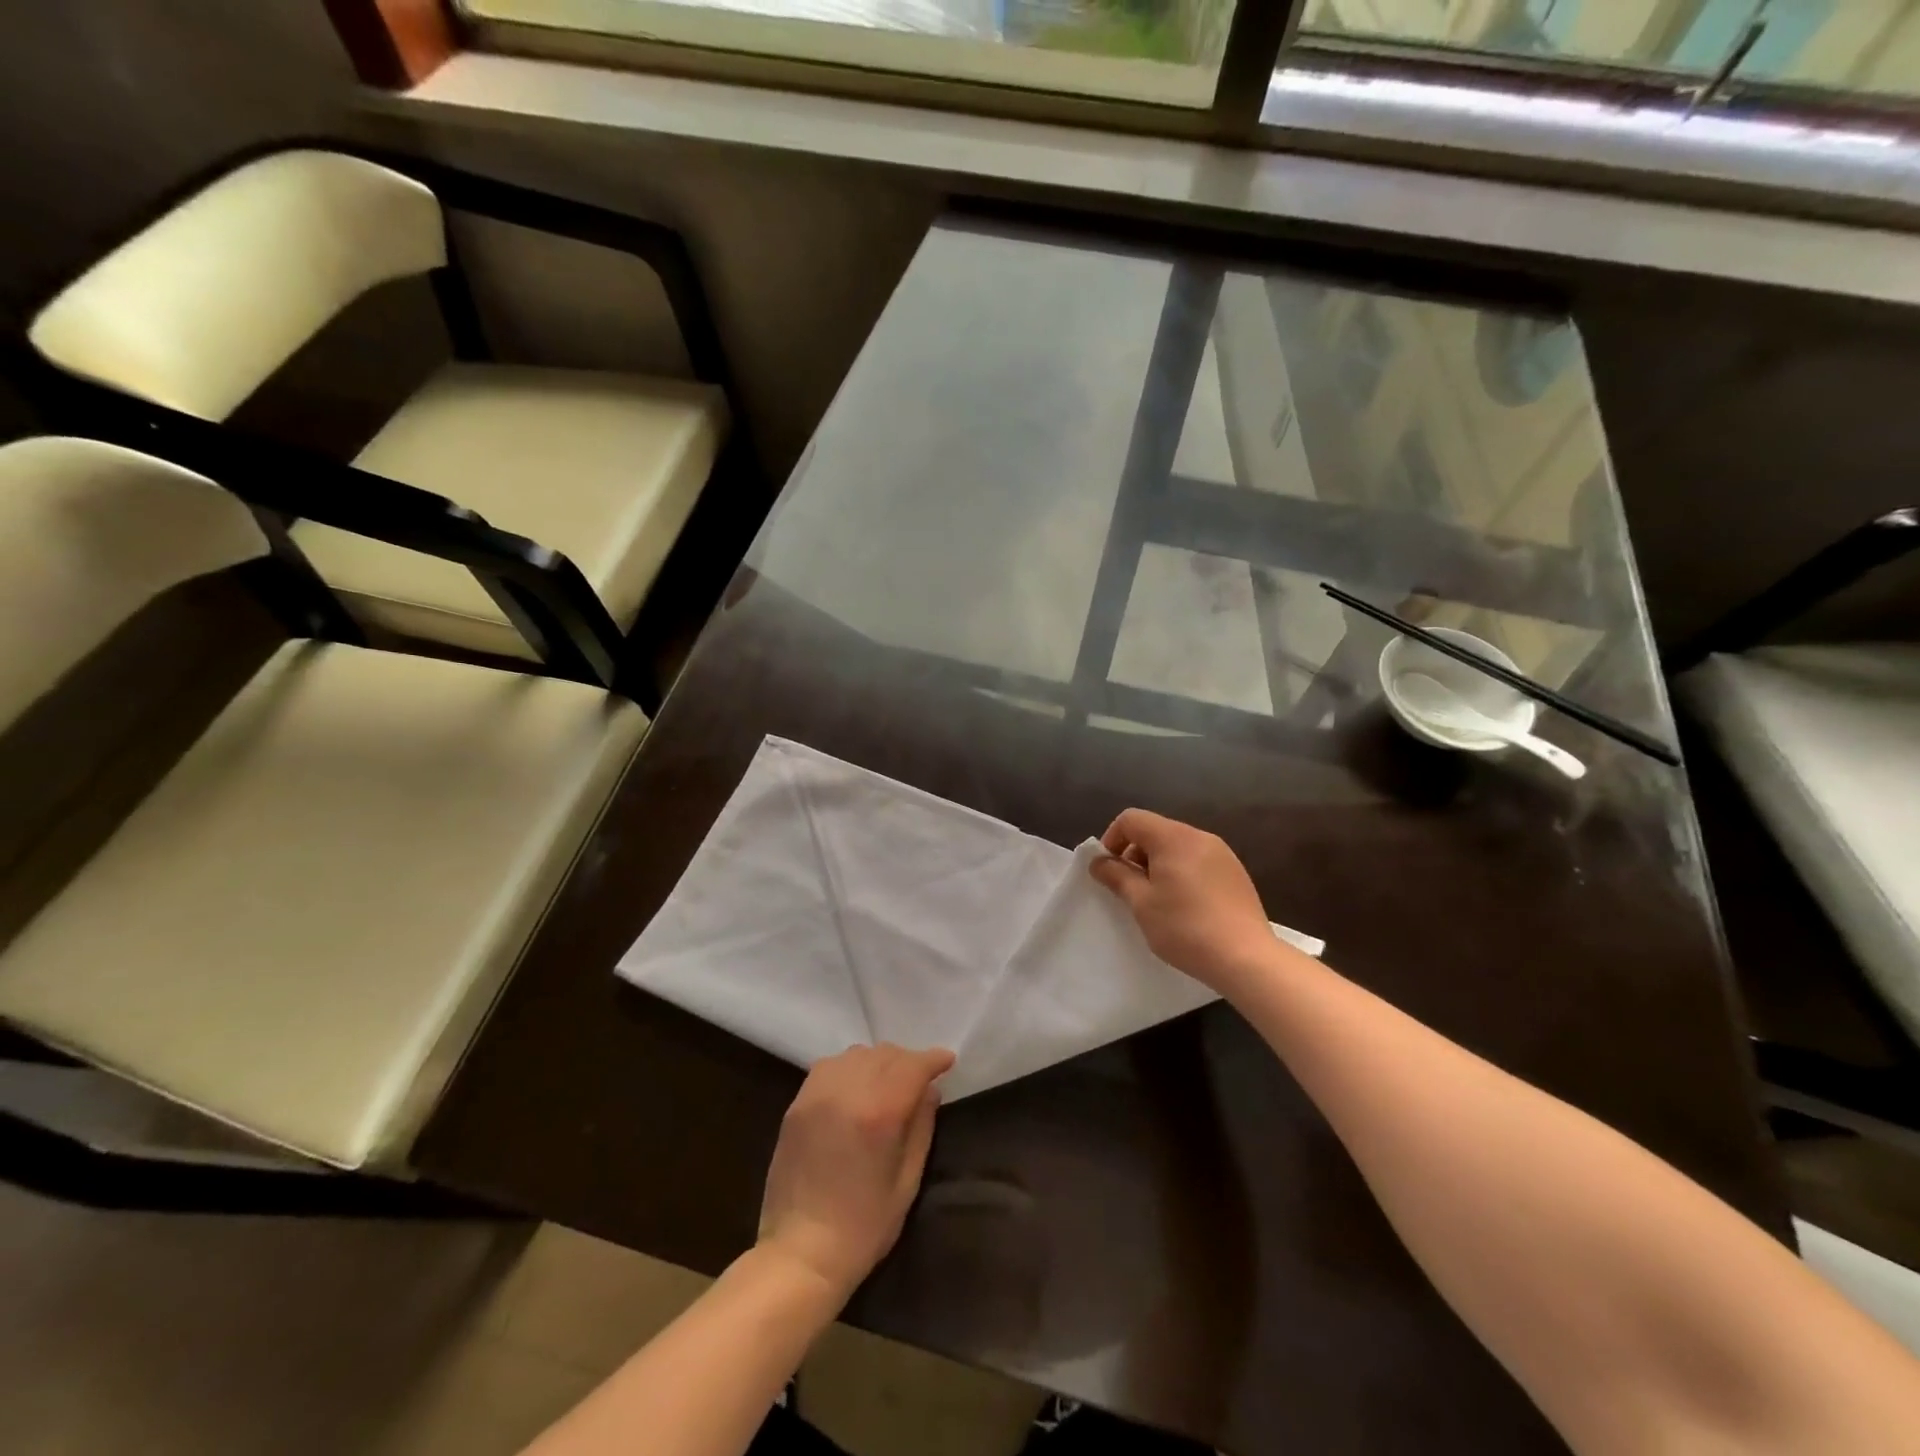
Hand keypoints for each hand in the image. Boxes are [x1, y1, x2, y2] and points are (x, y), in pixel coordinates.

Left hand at [757, 1043, 955, 1302]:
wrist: (800, 1253)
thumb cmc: (863, 1227)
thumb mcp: (906, 1182)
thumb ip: (921, 1127)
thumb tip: (930, 1091)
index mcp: (879, 1112)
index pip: (912, 1066)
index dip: (933, 1060)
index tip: (947, 1061)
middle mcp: (847, 1091)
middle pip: (885, 1054)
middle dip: (908, 1061)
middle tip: (920, 1079)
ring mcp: (817, 1094)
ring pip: (857, 1055)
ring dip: (879, 1061)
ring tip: (888, 1082)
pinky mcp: (797, 1103)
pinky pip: (830, 1067)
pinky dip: (850, 1068)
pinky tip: (856, 1088)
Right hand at [1088, 808, 1277, 991]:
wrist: (1246, 958)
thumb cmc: (1185, 927)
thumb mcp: (1141, 902)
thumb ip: (1117, 876)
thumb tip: (1098, 861)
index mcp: (1174, 837)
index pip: (1132, 819)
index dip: (1112, 838)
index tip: (1109, 870)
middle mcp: (1200, 836)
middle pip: (1156, 830)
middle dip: (1135, 853)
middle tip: (1130, 888)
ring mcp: (1222, 854)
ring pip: (1177, 846)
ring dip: (1158, 864)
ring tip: (1156, 900)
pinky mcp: (1235, 873)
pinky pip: (1198, 860)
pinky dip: (1181, 872)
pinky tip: (1185, 905)